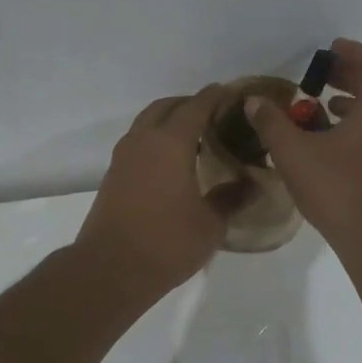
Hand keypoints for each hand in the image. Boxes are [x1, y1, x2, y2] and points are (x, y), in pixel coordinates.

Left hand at [75, 85, 231, 300]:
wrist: (111, 269)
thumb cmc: (167, 243)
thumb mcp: (211, 224)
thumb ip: (231, 198)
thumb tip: (251, 184)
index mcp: (171, 142)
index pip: (197, 106)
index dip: (216, 97)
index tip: (233, 93)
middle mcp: (144, 140)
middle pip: (167, 106)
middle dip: (190, 104)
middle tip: (215, 116)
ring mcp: (123, 156)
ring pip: (147, 122)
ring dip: (169, 121)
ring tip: (195, 137)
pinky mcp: (113, 175)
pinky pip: (138, 142)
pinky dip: (156, 139)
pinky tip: (172, 161)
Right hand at [245, 38, 361, 263]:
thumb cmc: (340, 190)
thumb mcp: (295, 154)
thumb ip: (272, 123)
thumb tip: (254, 101)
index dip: (350, 52)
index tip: (327, 51)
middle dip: (350, 74)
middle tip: (320, 75)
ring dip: (356, 100)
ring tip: (323, 105)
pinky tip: (335, 138)